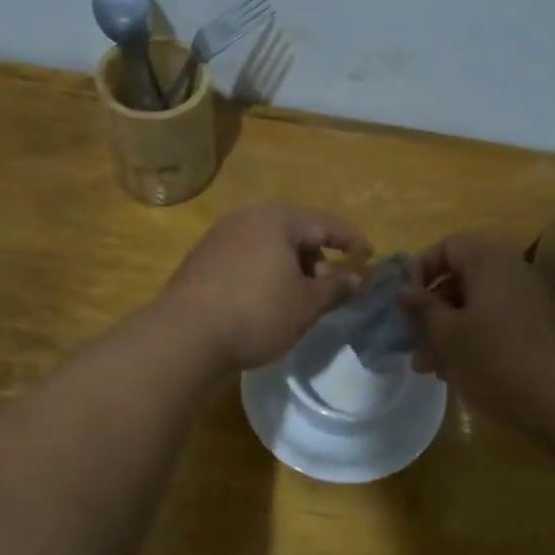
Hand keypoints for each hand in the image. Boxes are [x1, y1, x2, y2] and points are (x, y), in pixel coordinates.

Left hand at [161, 205, 371, 371]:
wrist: (185, 335)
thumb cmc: (257, 312)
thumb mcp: (306, 304)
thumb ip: (336, 287)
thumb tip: (356, 277)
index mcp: (277, 219)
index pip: (326, 223)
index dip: (352, 240)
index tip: (370, 256)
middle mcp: (246, 219)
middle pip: (295, 233)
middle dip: (316, 259)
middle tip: (327, 289)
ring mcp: (219, 238)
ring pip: (268, 248)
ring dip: (289, 270)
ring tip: (296, 301)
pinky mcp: (201, 262)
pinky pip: (245, 261)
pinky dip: (264, 276)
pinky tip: (264, 304)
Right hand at [397, 235, 554, 432]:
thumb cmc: (497, 359)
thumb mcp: (448, 334)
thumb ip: (422, 308)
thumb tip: (403, 290)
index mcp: (490, 262)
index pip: (447, 247)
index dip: (420, 270)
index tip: (404, 303)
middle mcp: (513, 273)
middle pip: (461, 280)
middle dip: (431, 311)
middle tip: (412, 343)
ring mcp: (530, 303)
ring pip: (476, 308)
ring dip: (448, 333)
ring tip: (430, 368)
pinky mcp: (539, 331)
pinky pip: (496, 326)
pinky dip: (473, 343)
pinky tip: (458, 374)